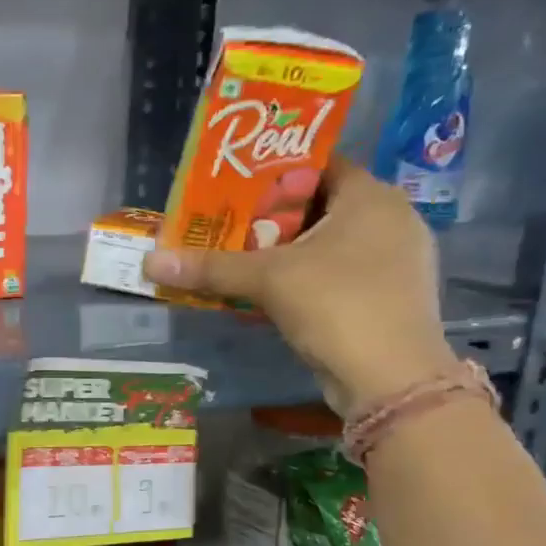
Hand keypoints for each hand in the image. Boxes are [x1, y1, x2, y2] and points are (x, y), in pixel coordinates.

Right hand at [143, 159, 458, 414]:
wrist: (391, 380)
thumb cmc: (336, 305)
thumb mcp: (267, 279)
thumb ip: (210, 266)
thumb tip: (150, 260)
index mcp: (371, 197)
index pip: (319, 164)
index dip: (274, 172)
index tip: (233, 185)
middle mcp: (391, 219)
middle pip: (320, 204)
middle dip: (272, 215)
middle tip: (227, 222)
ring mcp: (394, 260)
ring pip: (329, 241)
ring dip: (286, 249)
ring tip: (240, 255)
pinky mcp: (387, 295)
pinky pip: (338, 270)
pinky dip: (304, 275)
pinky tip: (271, 290)